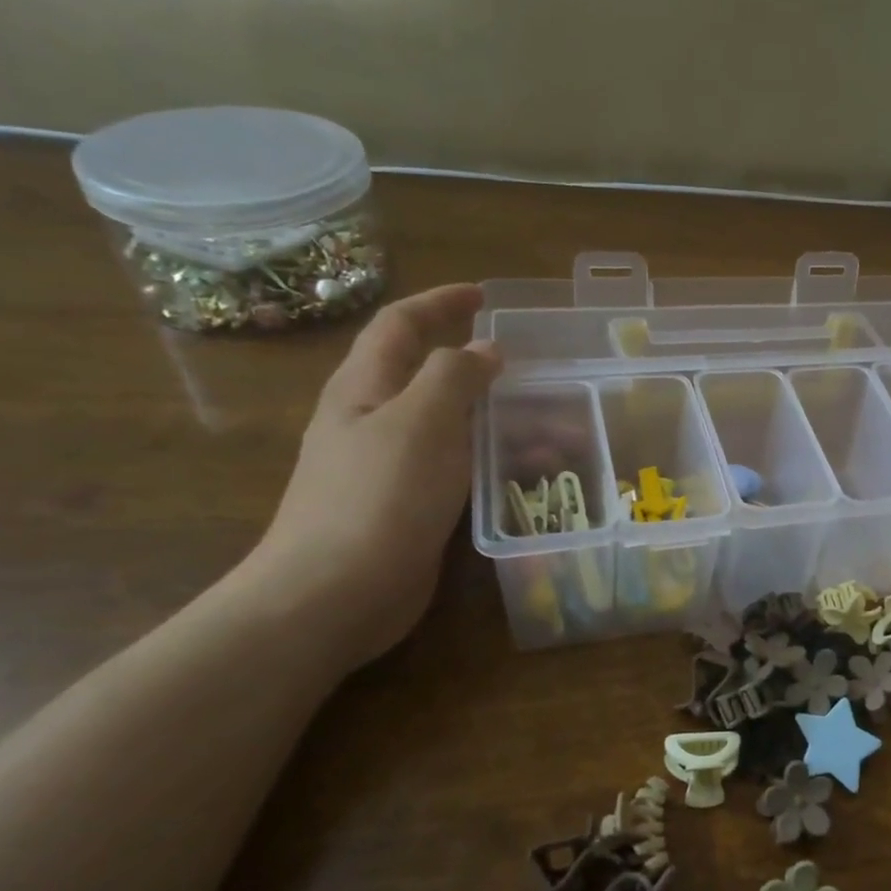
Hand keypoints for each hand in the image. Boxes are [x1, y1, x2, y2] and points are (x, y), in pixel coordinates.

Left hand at [245, 284, 500, 669]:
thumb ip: (455, 376)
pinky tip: (530, 474)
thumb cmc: (378, 497)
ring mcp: (391, 465)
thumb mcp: (421, 422)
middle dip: (478, 363)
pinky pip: (459, 467)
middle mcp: (375, 419)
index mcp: (366, 387)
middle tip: (530, 367)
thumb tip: (484, 348)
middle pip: (428, 373)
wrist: (335, 594)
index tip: (485, 295)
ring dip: (500, 419)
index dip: (441, 302)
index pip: (402, 325)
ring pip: (452, 425)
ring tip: (556, 429)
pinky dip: (495, 460)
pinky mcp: (410, 505)